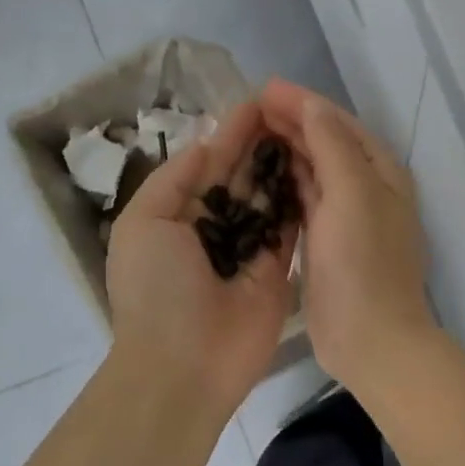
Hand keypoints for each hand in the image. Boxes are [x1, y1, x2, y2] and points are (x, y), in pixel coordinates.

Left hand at [106, 101, 296, 415]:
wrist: (186, 365)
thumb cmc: (157, 290)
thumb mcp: (145, 224)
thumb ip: (175, 180)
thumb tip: (206, 144)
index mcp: (176, 214)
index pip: (208, 164)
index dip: (232, 133)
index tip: (260, 101)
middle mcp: (214, 228)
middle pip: (242, 177)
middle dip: (263, 145)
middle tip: (294, 109)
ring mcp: (248, 249)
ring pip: (270, 198)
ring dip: (285, 166)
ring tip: (310, 130)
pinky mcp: (277, 270)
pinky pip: (290, 228)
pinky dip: (301, 201)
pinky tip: (319, 169)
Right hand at [258, 80, 436, 393]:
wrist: (370, 338)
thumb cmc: (363, 263)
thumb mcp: (352, 193)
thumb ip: (332, 144)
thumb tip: (310, 103)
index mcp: (381, 173)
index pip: (339, 124)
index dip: (303, 103)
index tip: (262, 88)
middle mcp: (369, 191)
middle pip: (327, 145)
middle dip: (292, 124)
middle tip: (247, 109)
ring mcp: (348, 220)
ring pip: (315, 174)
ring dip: (286, 153)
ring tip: (248, 135)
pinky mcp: (328, 246)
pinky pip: (306, 204)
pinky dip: (286, 187)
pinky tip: (262, 180)